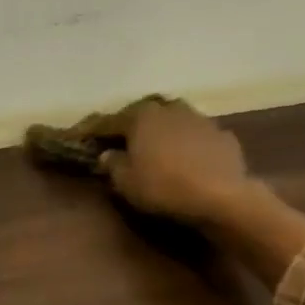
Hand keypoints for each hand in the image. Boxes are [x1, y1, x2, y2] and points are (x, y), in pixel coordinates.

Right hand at [97, 99, 252, 225]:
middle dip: (134, 126)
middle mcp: (170, 108)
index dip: (94, 131)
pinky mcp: (223, 136)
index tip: (81, 137)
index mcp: (142, 116)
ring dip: (165, 132)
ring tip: (160, 149)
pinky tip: (190, 160)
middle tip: (124, 141)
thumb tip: (107, 154)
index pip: (110, 121)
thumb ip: (113, 165)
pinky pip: (199, 138)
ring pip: (175, 121)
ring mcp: (200, 119)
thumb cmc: (164, 187)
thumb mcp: (126, 183)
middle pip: (146, 115)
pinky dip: (191, 146)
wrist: (220, 196)